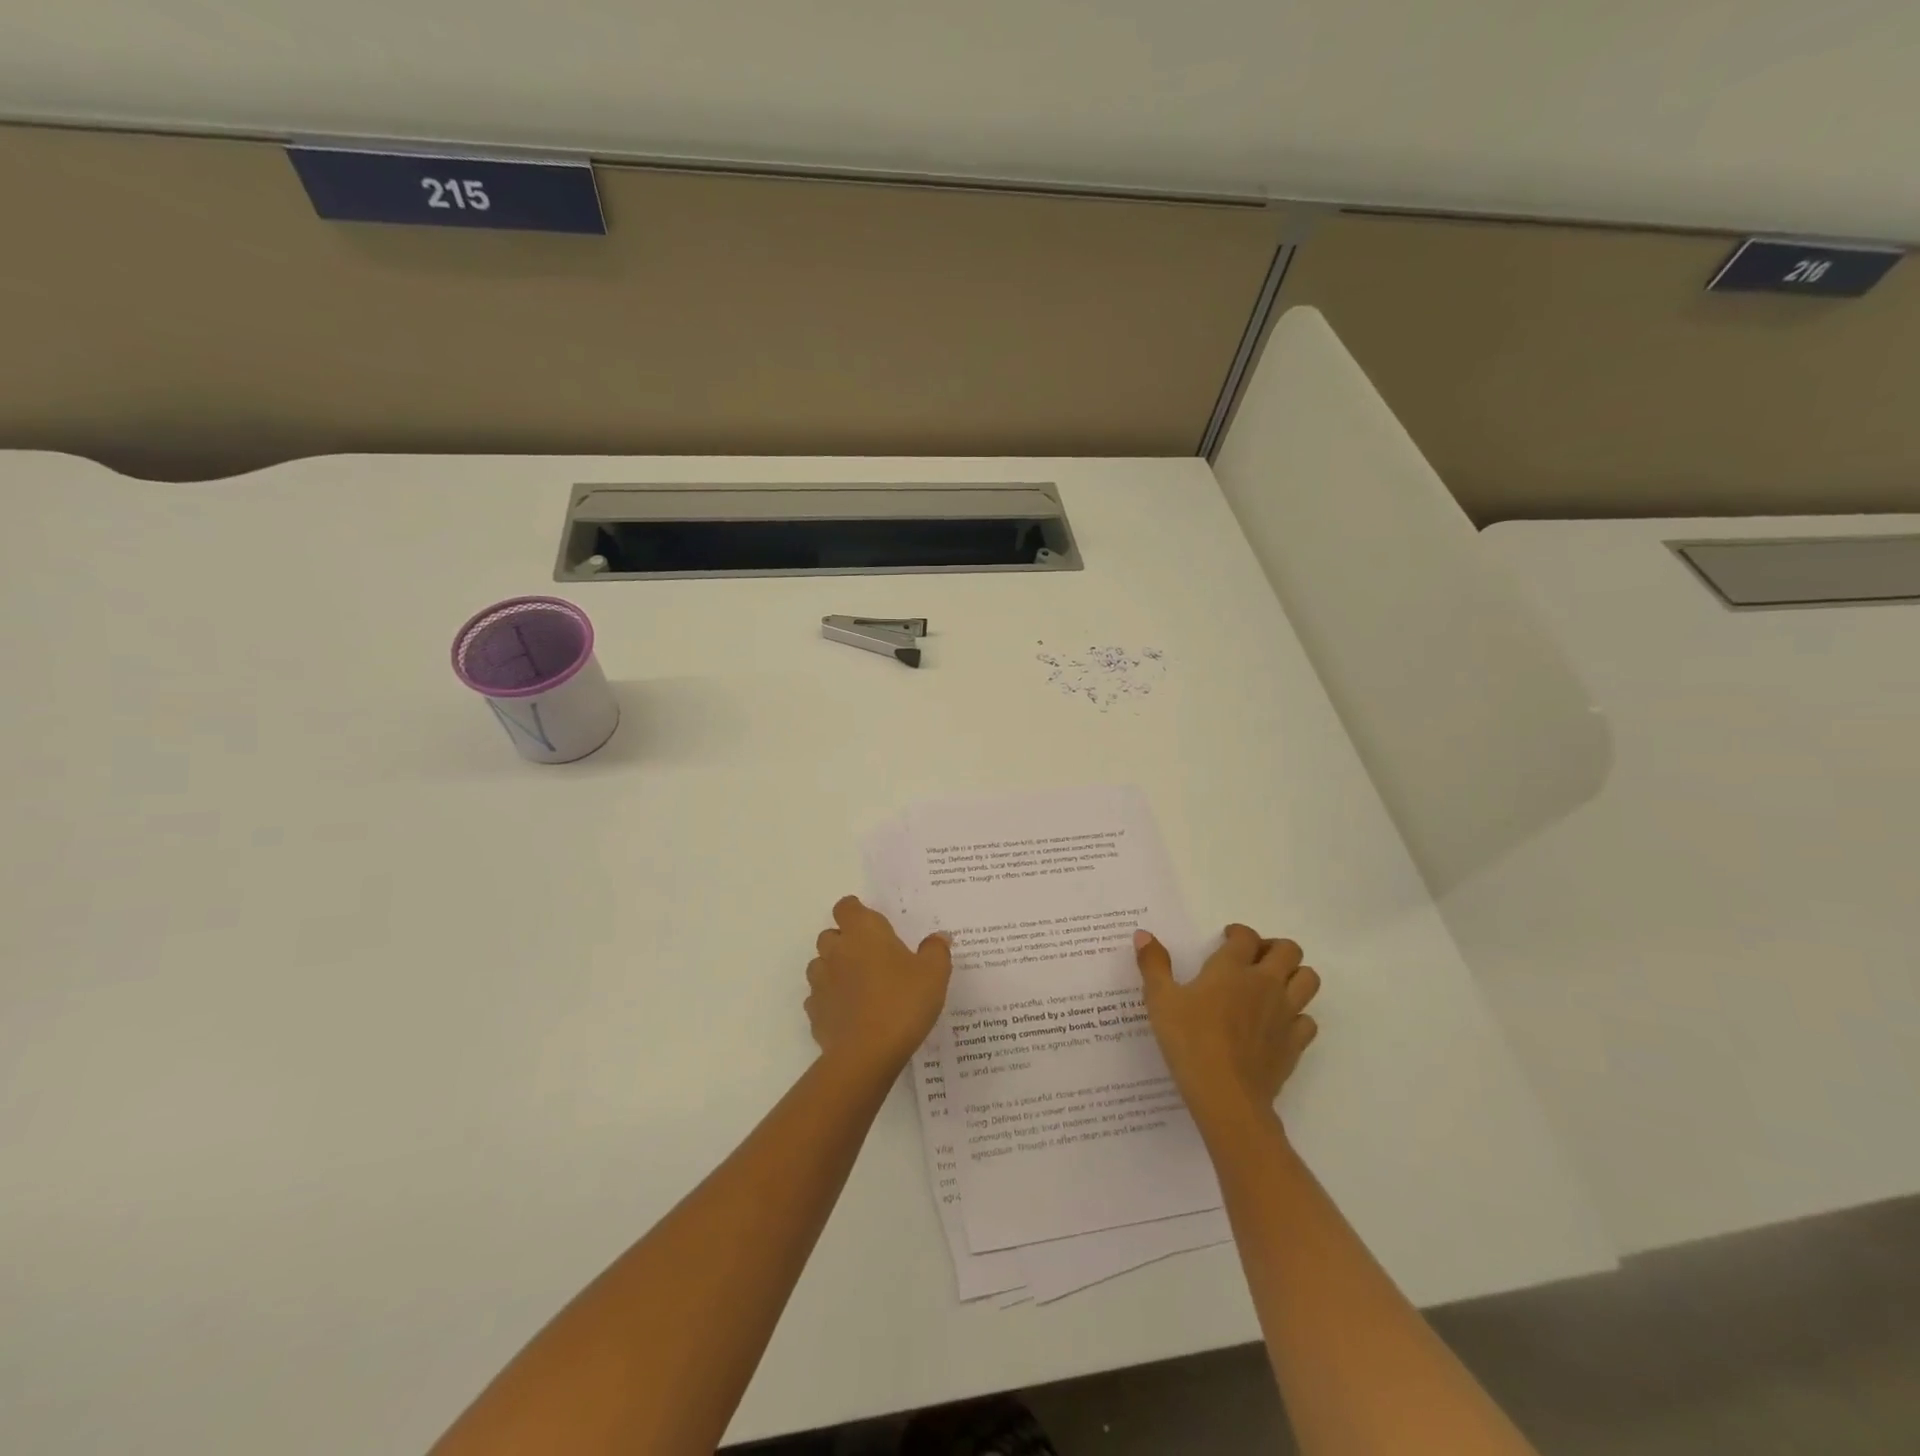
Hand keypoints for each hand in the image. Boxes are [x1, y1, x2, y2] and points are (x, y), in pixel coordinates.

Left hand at [805, 896, 951, 1077]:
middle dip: (845, 940)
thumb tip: (939, 937)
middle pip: (830, 934)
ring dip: (834, 969)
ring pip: (820, 965)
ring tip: (859, 985)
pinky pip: (819, 998)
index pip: (847, 907)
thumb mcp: (934, 974)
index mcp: (863, 933)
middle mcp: (836, 951)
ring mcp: (821, 983)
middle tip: (871, 955)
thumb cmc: (903, 1002)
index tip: (870, 921)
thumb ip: (936, 950)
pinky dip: (830, 1000)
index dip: (855, 910)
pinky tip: (850, 1013)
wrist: (867, 1054)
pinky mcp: (815, 1013)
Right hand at [1133, 924, 1319, 1130]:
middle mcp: (1265, 983)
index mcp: (1232, 968)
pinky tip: (1278, 1024)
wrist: (1225, 1095)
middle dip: (1274, 947)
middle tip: (1254, 958)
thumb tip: (1143, 934)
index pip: (1245, 936)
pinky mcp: (1295, 1043)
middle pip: (1288, 950)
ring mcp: (1285, 1013)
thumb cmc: (1189, 1041)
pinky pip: (1308, 1020)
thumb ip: (1153, 964)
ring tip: (1273, 985)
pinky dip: (1298, 1016)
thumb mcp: (1160, 999)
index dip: (1238, 932)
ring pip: (1309, 979)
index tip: (1226, 939)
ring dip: (1295, 975)